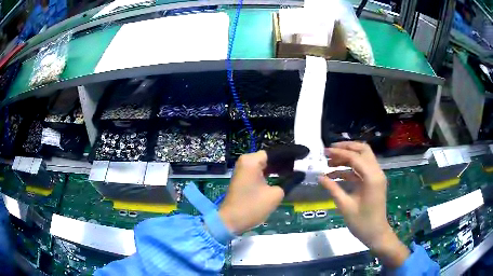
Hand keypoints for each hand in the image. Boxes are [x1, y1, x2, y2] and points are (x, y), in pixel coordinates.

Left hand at [219, 145, 307, 233]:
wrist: (230, 221)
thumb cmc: (252, 207)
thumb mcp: (275, 194)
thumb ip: (290, 181)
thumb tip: (301, 174)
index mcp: (252, 161)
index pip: (277, 152)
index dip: (293, 153)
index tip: (306, 153)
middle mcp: (247, 161)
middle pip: (271, 157)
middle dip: (287, 160)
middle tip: (304, 161)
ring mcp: (244, 169)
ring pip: (267, 164)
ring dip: (281, 166)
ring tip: (298, 168)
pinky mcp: (244, 177)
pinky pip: (261, 170)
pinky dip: (273, 172)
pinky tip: (285, 174)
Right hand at [318, 141, 409, 267]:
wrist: (376, 234)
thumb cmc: (362, 222)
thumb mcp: (345, 206)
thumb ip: (333, 189)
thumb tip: (319, 177)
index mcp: (372, 178)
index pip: (355, 157)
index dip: (339, 153)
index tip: (325, 152)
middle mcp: (376, 172)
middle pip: (363, 150)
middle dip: (346, 148)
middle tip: (330, 151)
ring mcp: (376, 177)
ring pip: (363, 158)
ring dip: (347, 157)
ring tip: (330, 163)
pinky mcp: (373, 182)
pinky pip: (361, 169)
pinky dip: (350, 169)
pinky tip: (335, 174)